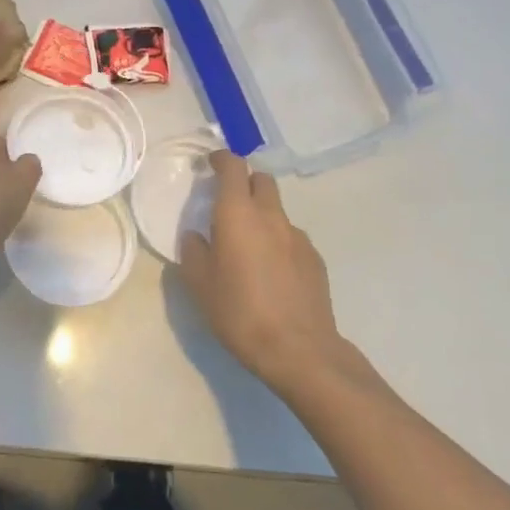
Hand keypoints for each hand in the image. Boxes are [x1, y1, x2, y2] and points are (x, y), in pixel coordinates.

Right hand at [178, 152, 348, 391]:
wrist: (298, 350)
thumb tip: (196, 236)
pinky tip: (272, 272)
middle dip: (245, 183)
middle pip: (261, 180)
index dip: (221, 159)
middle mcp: (270, 215)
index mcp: (238, 213)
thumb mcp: (199, 284)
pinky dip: (279, 241)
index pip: (233, 166)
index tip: (209, 164)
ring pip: (278, 210)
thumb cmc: (239, 312)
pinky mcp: (315, 259)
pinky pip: (292, 237)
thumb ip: (193, 251)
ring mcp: (298, 236)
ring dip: (262, 215)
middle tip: (228, 204)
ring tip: (249, 247)